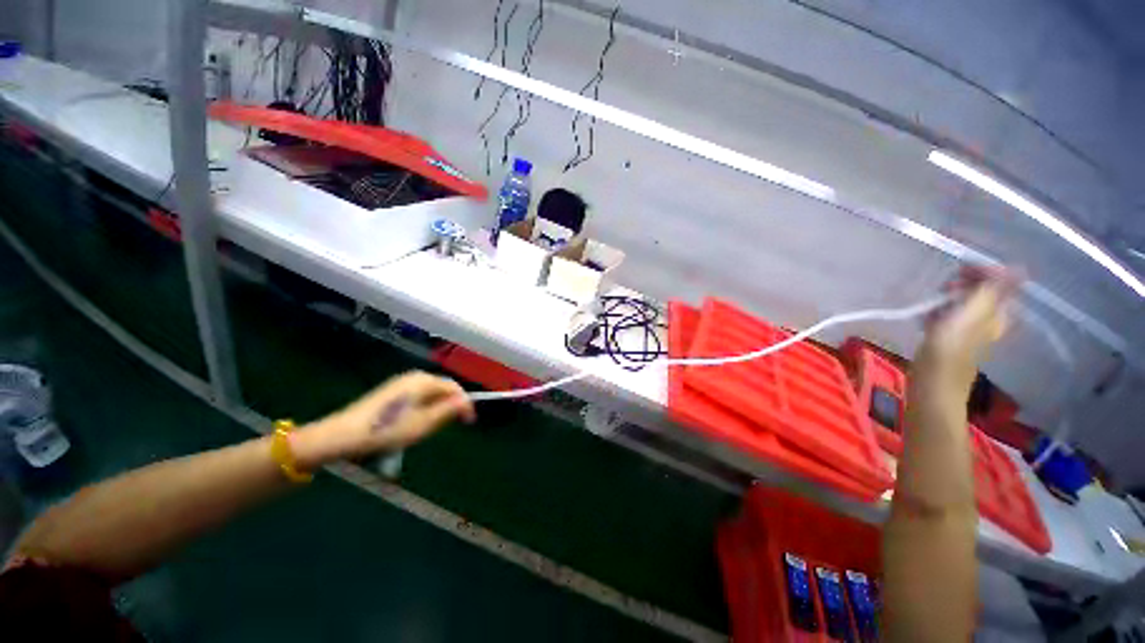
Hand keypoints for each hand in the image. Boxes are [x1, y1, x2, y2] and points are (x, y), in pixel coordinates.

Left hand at [293, 371, 475, 469]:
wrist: (344, 434)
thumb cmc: (388, 429)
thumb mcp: (424, 423)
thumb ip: (449, 410)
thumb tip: (466, 402)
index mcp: (424, 381)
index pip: (454, 387)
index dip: (465, 403)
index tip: (469, 421)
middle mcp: (414, 376)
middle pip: (442, 387)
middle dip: (451, 405)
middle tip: (453, 425)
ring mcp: (401, 382)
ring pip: (430, 392)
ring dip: (438, 407)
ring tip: (435, 426)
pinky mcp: (391, 390)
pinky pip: (418, 395)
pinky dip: (424, 406)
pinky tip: (416, 422)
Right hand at [919, 265, 1020, 388]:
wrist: (932, 385)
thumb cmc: (949, 351)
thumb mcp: (971, 316)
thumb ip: (992, 292)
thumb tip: (1019, 268)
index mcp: (997, 314)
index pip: (999, 283)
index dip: (982, 272)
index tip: (959, 269)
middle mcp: (986, 320)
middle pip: (980, 292)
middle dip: (962, 285)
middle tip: (944, 289)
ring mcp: (967, 331)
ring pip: (960, 304)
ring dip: (946, 299)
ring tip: (932, 304)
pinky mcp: (949, 339)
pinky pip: (947, 316)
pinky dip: (937, 312)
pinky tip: (926, 317)